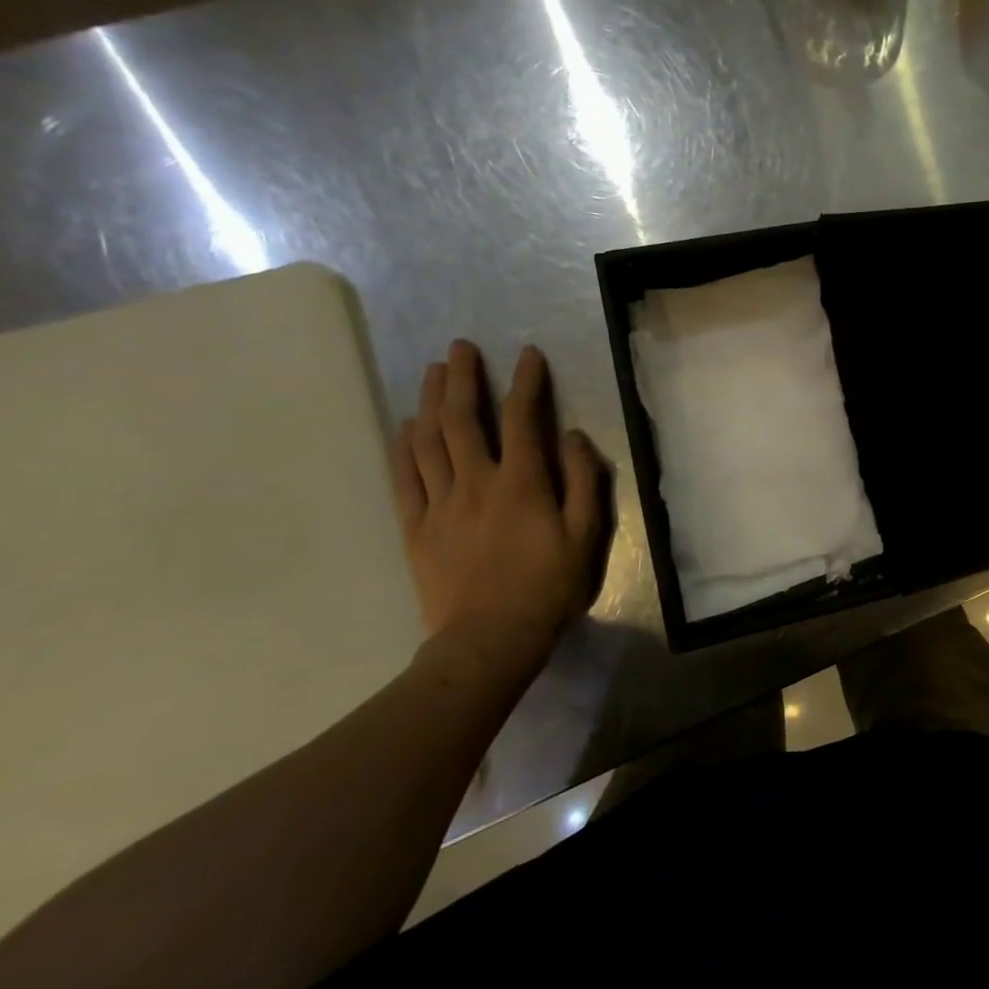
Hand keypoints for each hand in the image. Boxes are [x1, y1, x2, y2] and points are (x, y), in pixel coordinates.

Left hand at [393, 340, 607, 680]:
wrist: (489, 640)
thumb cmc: (547, 587)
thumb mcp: (585, 535)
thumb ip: (582, 480)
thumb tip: (571, 436)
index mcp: (521, 483)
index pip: (521, 418)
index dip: (525, 382)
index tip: (527, 354)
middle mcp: (475, 482)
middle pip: (462, 419)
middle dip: (462, 378)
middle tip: (460, 347)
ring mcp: (440, 504)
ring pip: (428, 441)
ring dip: (429, 401)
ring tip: (431, 371)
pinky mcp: (417, 528)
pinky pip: (405, 478)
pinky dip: (403, 447)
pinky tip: (405, 426)